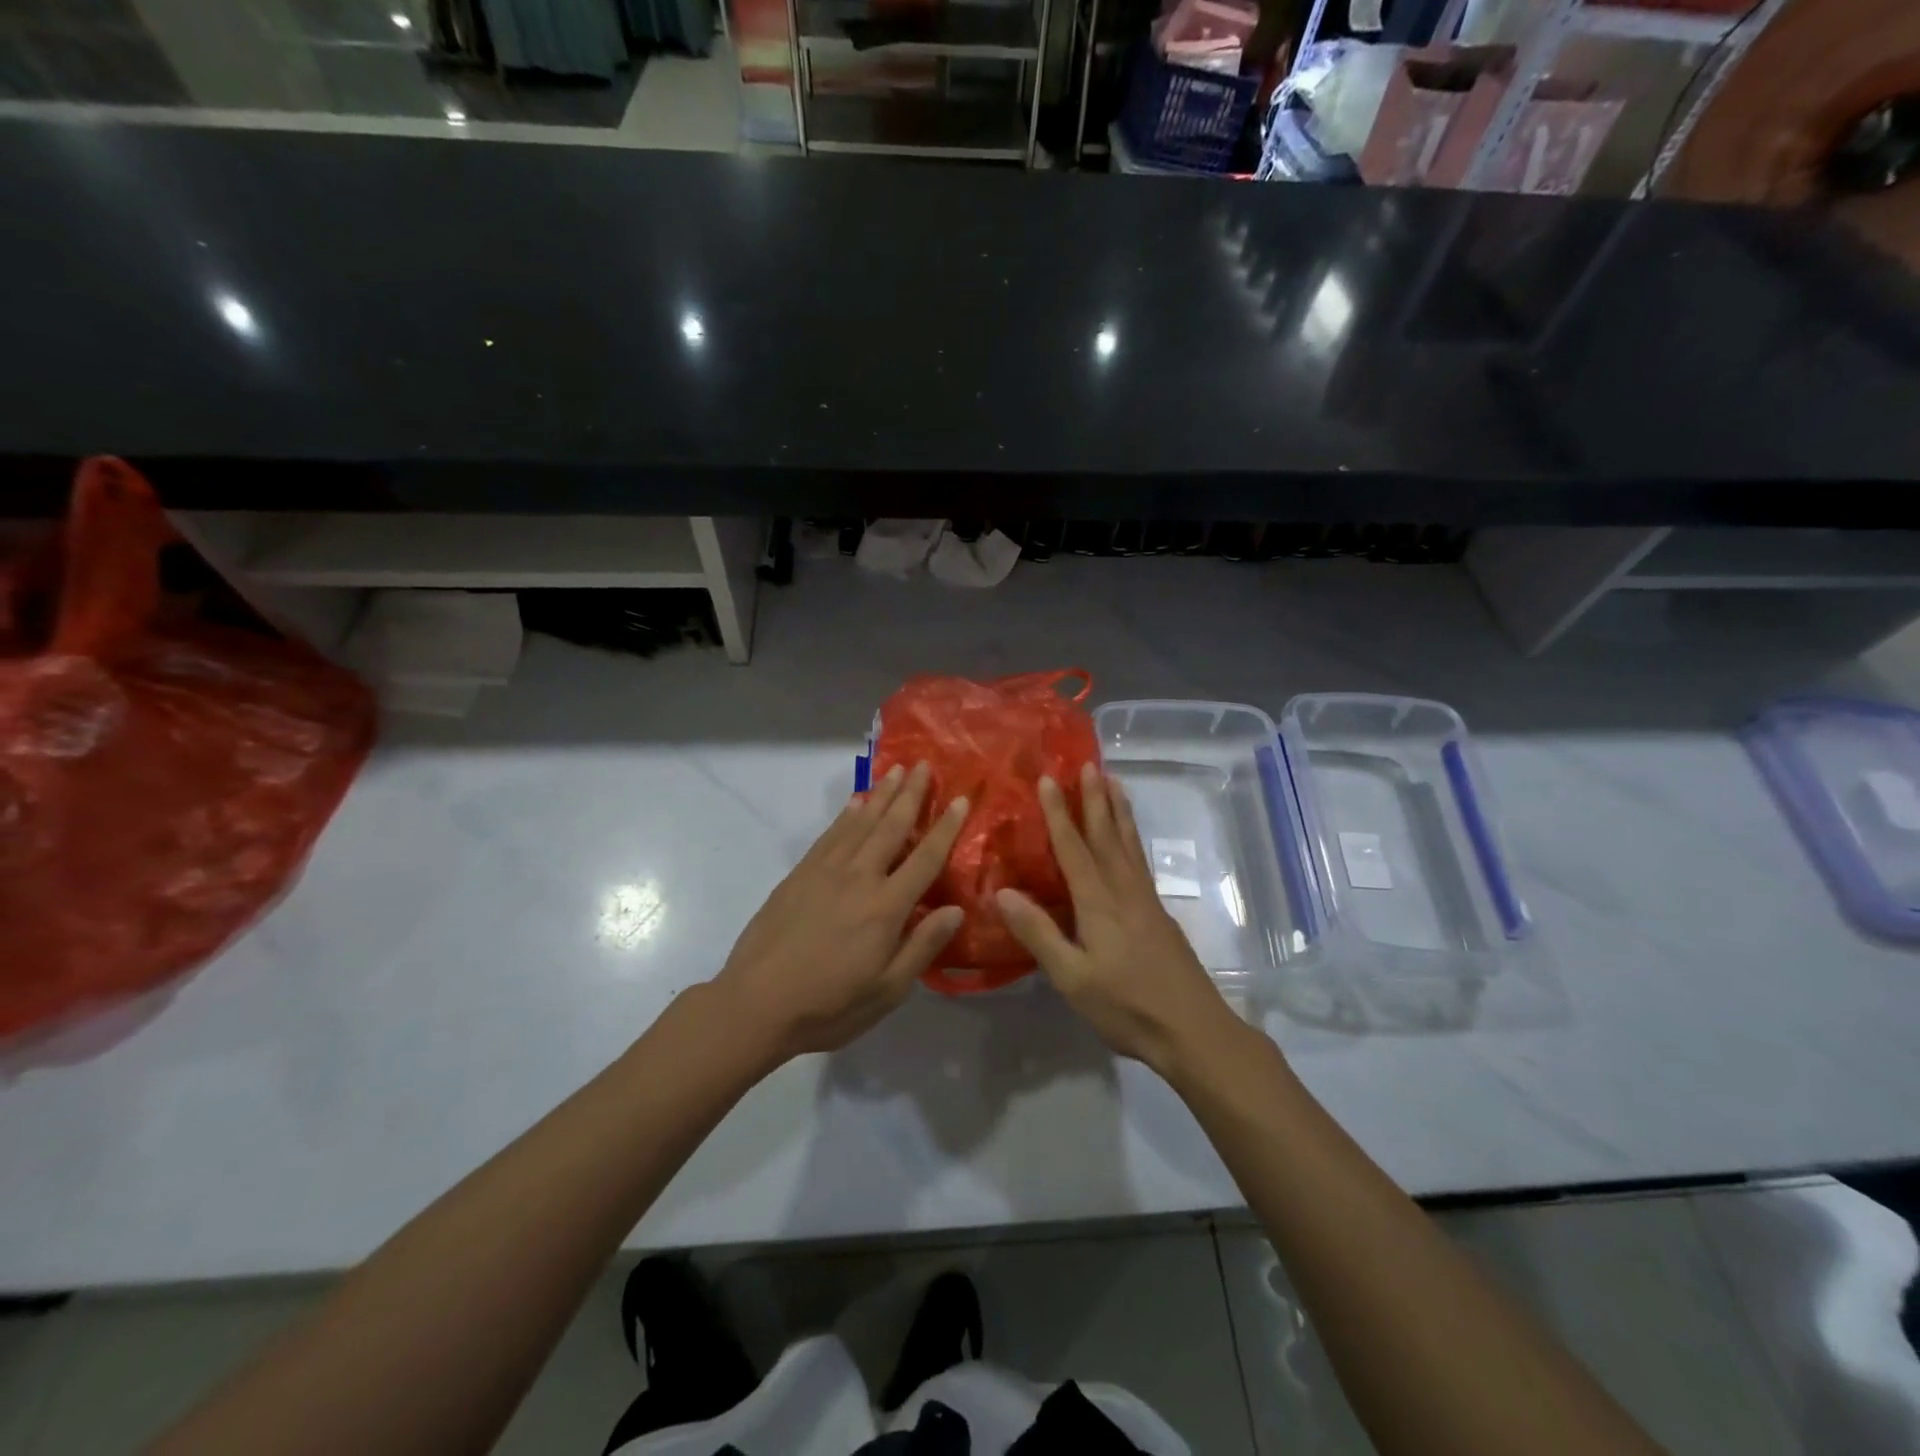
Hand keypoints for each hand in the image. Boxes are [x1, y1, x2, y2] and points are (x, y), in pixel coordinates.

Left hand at [715, 762, 968, 1065]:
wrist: (756, 1004)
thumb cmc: (829, 1005)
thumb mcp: (887, 991)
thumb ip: (922, 946)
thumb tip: (956, 909)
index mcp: (886, 907)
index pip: (925, 858)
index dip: (945, 827)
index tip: (960, 799)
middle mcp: (859, 878)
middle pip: (891, 827)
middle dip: (910, 794)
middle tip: (923, 765)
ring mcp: (825, 872)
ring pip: (860, 823)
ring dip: (880, 794)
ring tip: (895, 771)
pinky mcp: (800, 874)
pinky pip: (830, 834)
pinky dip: (846, 814)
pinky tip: (855, 802)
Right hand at [997, 764, 1238, 1076]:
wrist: (1193, 1030)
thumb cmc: (1126, 1006)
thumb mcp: (1072, 977)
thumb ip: (1039, 933)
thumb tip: (1003, 891)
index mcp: (1099, 902)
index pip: (1074, 847)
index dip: (1058, 813)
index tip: (1047, 779)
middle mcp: (1124, 891)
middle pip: (1107, 835)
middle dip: (1094, 799)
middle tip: (1088, 764)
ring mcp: (1145, 901)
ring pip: (1129, 843)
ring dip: (1118, 811)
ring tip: (1114, 782)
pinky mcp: (1158, 914)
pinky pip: (1139, 860)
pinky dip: (1132, 836)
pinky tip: (1130, 839)